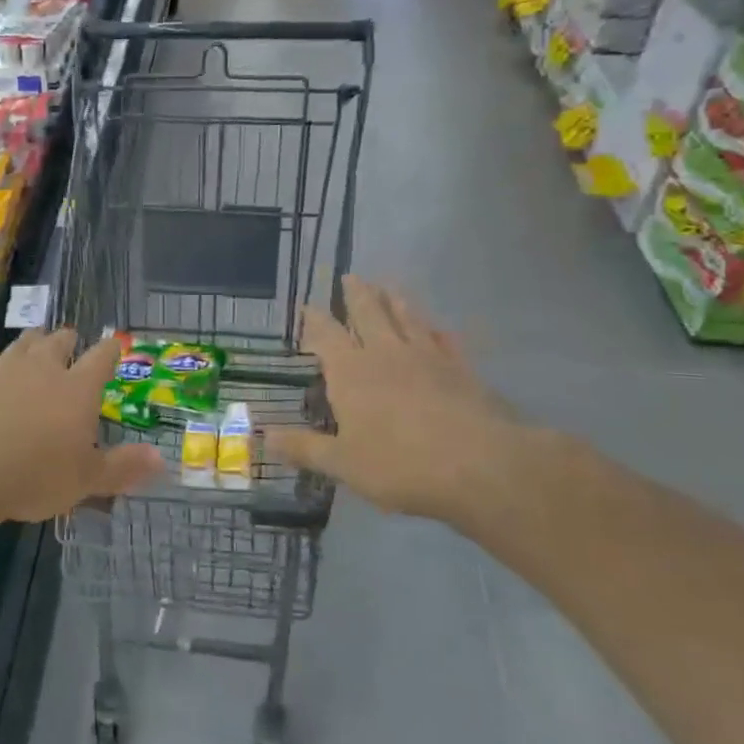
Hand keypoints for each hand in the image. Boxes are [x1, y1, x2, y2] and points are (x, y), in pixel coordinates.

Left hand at [0, 328, 160, 524]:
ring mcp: (3, 371)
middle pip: (58, 341)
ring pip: (22, 344)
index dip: (111, 349)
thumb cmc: (33, 476)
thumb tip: (161, 459)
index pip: (101, 358)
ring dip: (32, 342)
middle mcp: (42, 370)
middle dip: (67, 340)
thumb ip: (123, 467)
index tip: (115, 345)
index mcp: (77, 389)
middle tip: (70, 342)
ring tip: (35, 342)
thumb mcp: (86, 480)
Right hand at [267, 277, 531, 526]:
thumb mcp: (342, 464)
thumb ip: (305, 448)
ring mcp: (427, 358)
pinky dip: (437, 330)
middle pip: (369, 314)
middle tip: (351, 277)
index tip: (308, 306)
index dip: (315, 320)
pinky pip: (445, 340)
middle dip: (357, 295)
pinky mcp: (461, 370)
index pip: (327, 336)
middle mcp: (386, 354)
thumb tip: (264, 437)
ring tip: (389, 286)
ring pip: (407, 318)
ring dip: (396, 300)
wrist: (478, 466)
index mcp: (351, 372)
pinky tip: (437, 327)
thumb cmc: (399, 465)